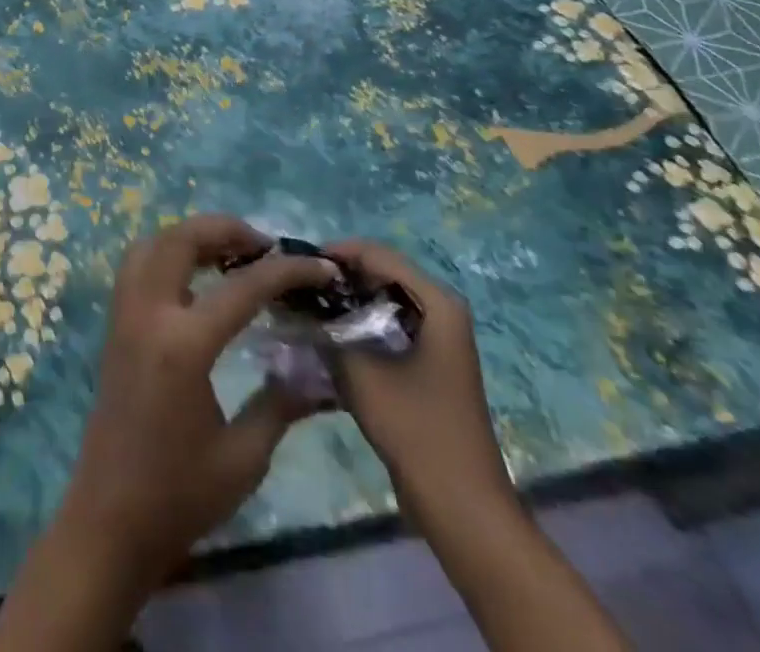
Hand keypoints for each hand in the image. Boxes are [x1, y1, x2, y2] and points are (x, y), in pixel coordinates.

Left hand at [56, 215, 339, 585]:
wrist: (109, 521)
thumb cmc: (179, 495)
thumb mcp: (244, 458)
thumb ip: (282, 403)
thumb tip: (321, 372)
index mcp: (183, 345)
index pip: (242, 287)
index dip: (287, 271)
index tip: (320, 266)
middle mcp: (147, 314)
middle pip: (182, 239)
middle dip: (227, 229)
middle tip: (266, 246)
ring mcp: (124, 315)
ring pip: (152, 243)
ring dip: (192, 236)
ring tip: (232, 253)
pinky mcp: (114, 325)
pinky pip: (137, 265)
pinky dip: (167, 253)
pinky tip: (196, 277)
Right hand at [324, 240, 514, 517]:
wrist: (462, 507)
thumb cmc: (417, 431)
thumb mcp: (361, 374)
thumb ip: (327, 330)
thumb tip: (299, 303)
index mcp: (438, 303)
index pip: (379, 255)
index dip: (336, 253)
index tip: (297, 262)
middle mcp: (442, 310)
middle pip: (382, 273)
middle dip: (340, 276)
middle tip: (297, 284)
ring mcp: (437, 337)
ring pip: (382, 300)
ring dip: (347, 301)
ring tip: (306, 305)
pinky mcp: (428, 361)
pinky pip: (387, 324)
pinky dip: (359, 323)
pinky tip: (328, 334)